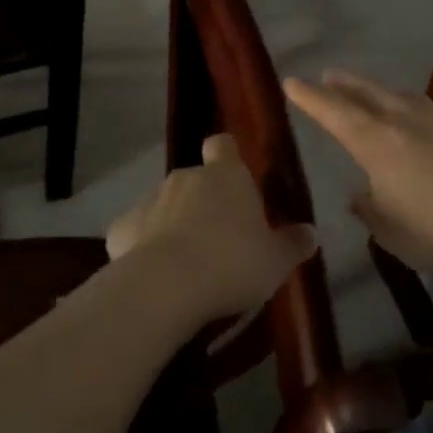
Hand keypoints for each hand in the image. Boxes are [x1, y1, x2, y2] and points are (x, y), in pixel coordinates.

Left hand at [106, 134, 315, 320]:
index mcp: (226, 176)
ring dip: (174, 224)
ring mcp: (149, 200)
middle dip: (204, 201)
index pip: (223, 146)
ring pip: (165, 206)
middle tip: (220, 237)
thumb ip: (293, 244)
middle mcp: (185, 178)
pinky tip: (155, 276)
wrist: (166, 287)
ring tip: (188, 263)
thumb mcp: (275, 261)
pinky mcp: (121, 228)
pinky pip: (138, 232)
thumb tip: (311, 233)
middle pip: (196, 180)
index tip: (234, 176)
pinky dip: (144, 248)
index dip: (227, 156)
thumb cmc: (232, 264)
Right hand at [284, 70, 432, 274]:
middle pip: (368, 92)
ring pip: (402, 97)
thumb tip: (361, 196)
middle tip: (330, 74)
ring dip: (382, 91)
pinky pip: (431, 114)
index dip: (311, 97)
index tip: (292, 81)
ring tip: (374, 93)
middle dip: (345, 83)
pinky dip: (415, 112)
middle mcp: (404, 123)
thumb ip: (370, 211)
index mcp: (376, 143)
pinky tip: (421, 127)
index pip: (334, 112)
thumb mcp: (389, 232)